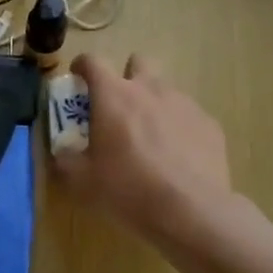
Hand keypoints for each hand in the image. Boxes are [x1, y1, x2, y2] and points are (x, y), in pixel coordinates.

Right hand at [52, 53, 240, 255]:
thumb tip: (63, 151)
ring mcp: (183, 104)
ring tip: (150, 137)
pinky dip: (178, 127)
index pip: (93, 61)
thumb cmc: (128, 189)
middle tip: (119, 106)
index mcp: (113, 95)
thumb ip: (66, 158)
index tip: (78, 78)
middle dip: (126, 76)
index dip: (82, 66)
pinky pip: (188, 116)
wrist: (191, 211)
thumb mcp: (81, 180)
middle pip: (138, 61)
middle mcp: (149, 89)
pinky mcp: (209, 124)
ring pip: (165, 89)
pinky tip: (177, 156)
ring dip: (153, 103)